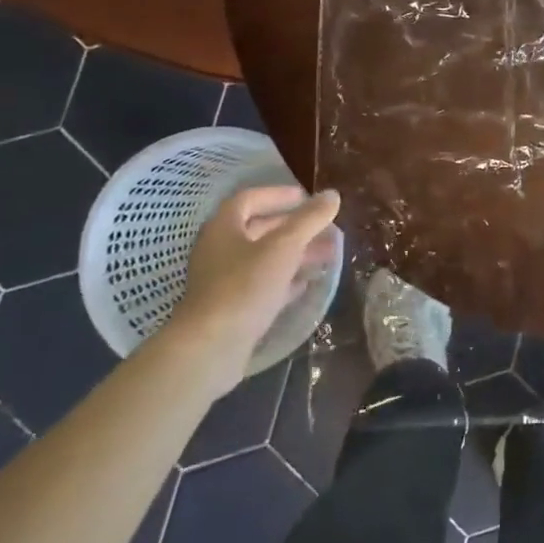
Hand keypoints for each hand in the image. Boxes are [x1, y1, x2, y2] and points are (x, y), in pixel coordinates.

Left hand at [163, 185, 340, 399]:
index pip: (249, 199)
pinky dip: (285, 280)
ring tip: (326, 255)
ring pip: (263, 259)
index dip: (277, 195)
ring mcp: (222, 282)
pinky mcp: (231, 308)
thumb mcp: (284, 247)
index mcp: (223, 228)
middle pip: (258, 230)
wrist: (210, 348)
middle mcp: (219, 251)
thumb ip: (309, 219)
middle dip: (293, 227)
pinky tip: (307, 283)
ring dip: (294, 254)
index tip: (305, 197)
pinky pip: (262, 285)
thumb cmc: (245, 287)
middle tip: (324, 228)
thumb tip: (332, 195)